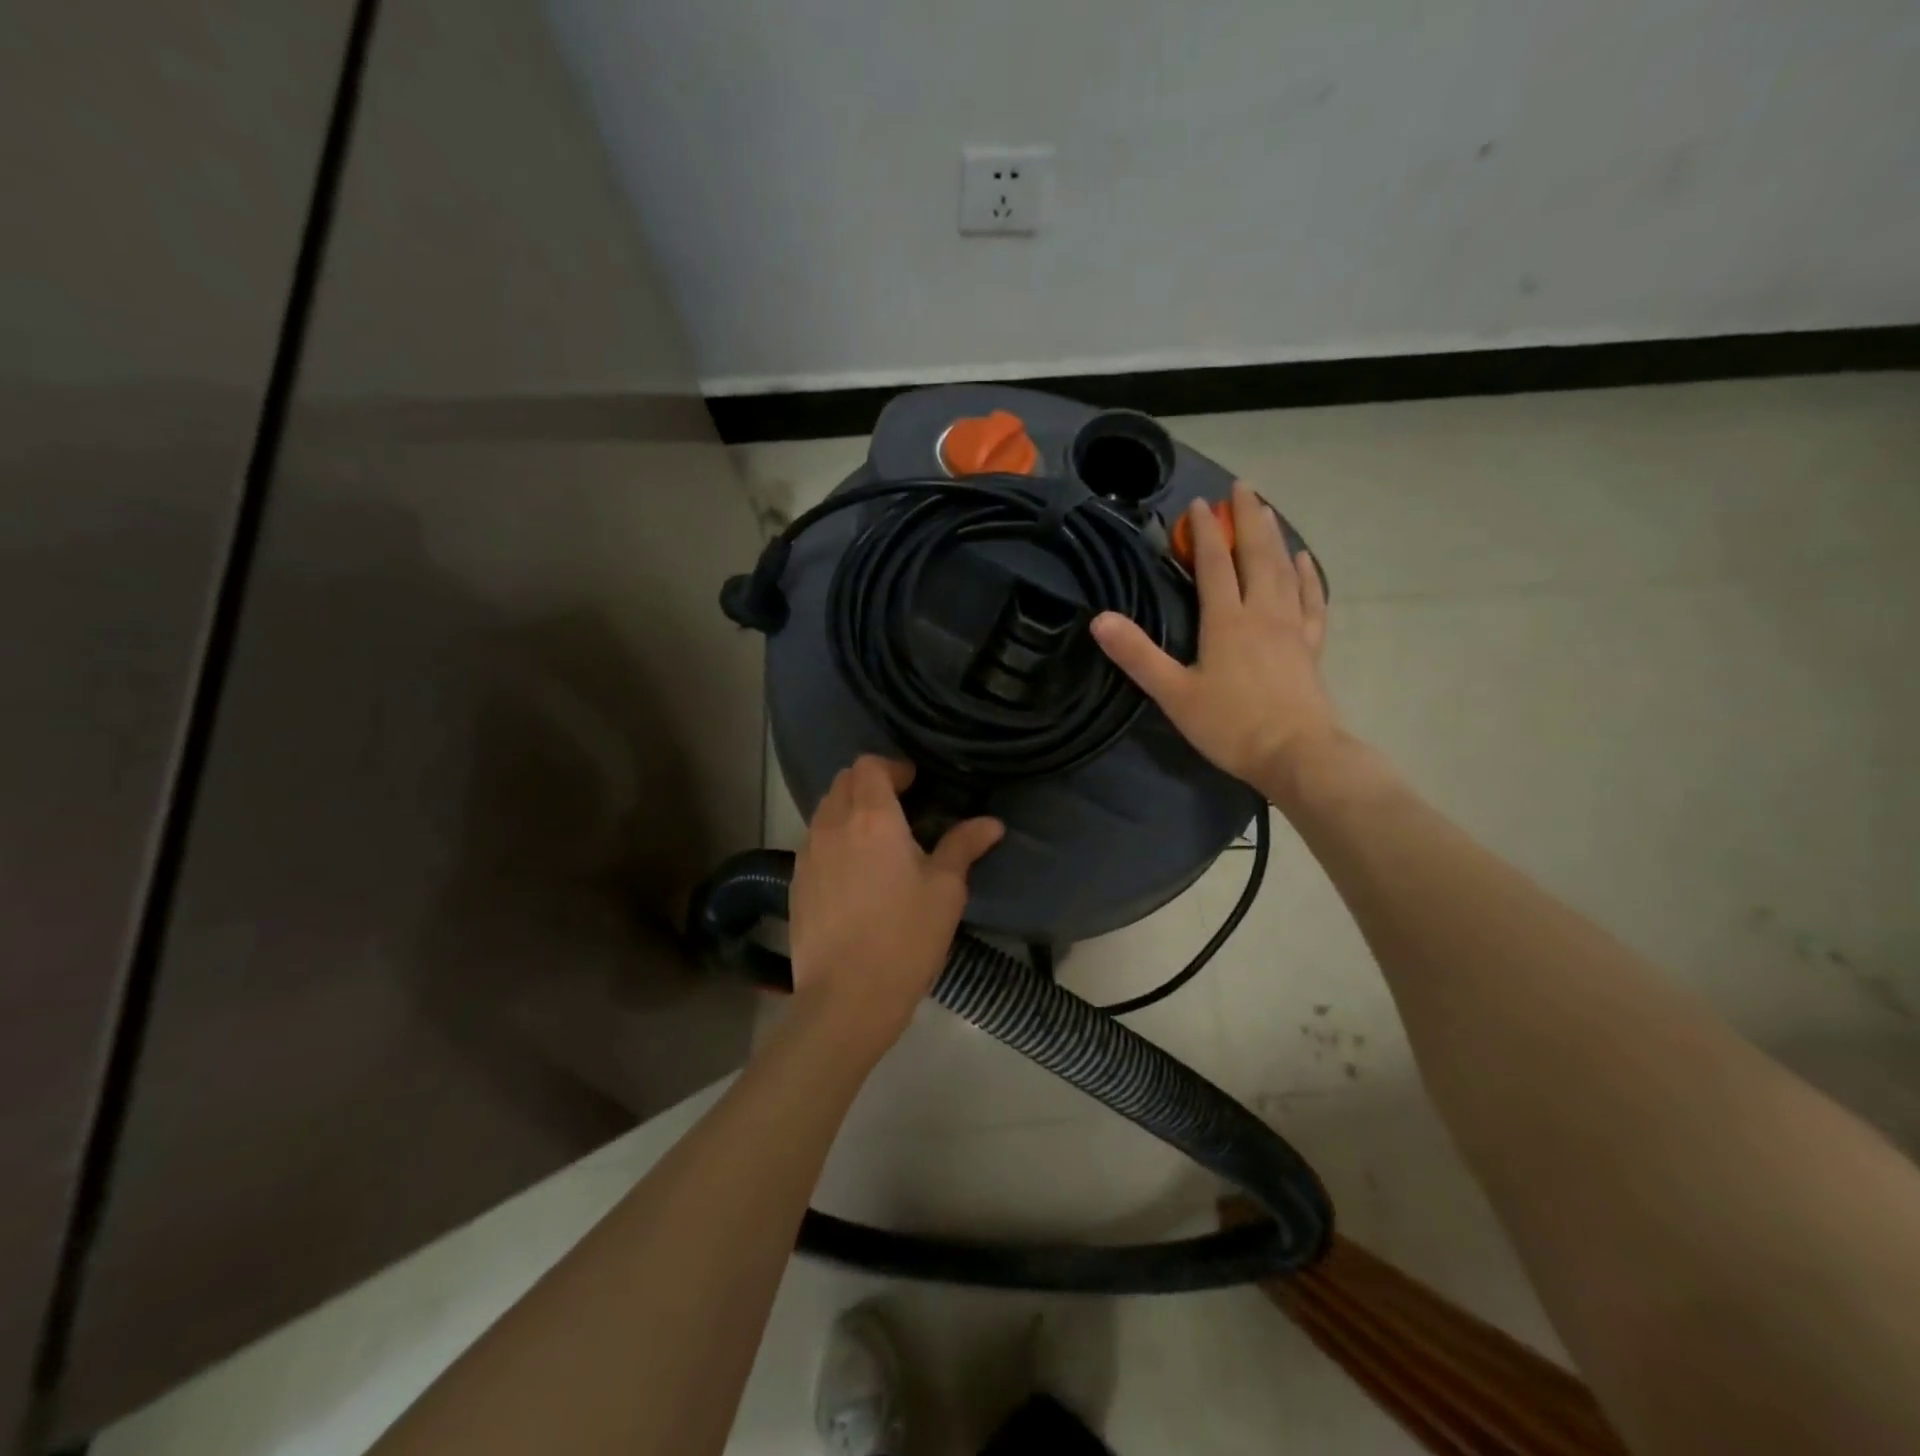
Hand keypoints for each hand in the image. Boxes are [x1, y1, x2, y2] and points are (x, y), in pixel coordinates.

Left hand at [788, 756, 1003, 1056]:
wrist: (846, 999)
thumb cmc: (905, 938)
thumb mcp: (946, 891)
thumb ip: (964, 846)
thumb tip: (991, 823)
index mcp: (871, 818)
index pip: (869, 765)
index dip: (892, 767)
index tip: (914, 785)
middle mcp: (832, 826)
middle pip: (842, 781)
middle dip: (869, 783)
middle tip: (899, 806)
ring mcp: (807, 855)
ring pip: (824, 811)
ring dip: (849, 809)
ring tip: (876, 838)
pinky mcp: (796, 883)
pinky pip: (813, 842)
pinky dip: (833, 839)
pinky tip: (853, 872)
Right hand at [1091, 481, 1339, 798]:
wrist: (1296, 755)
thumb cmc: (1230, 725)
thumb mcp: (1173, 693)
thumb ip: (1138, 655)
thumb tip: (1100, 620)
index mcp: (1227, 621)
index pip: (1215, 565)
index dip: (1207, 532)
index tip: (1201, 503)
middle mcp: (1262, 613)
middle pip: (1256, 555)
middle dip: (1248, 519)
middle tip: (1243, 487)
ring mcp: (1291, 627)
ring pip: (1284, 570)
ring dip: (1274, 537)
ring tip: (1268, 511)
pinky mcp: (1310, 646)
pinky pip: (1310, 600)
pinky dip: (1307, 575)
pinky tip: (1304, 560)